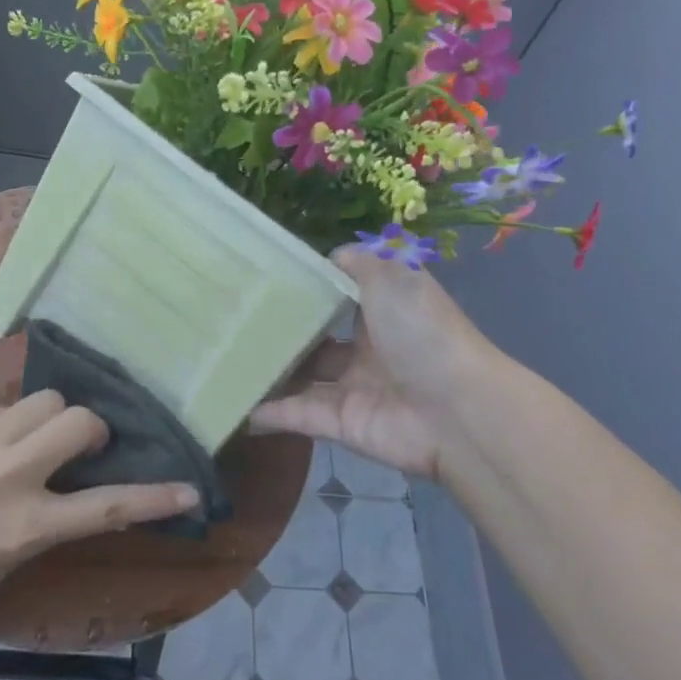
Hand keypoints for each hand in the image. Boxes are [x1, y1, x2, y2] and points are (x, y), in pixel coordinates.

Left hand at [0, 391, 200, 624]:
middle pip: (79, 420)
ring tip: (26, 439)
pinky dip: (3, 422)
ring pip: (43, 399)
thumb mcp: (4, 563)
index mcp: (27, 525)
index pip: (107, 507)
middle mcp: (10, 473)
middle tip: (78, 444)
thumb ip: (45, 522)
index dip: (155, 498)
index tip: (188, 490)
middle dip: (90, 427)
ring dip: (48, 418)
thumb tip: (73, 490)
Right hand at [250, 248, 493, 482]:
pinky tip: (233, 403)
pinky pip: (296, 414)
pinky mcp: (340, 424)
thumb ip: (360, 263)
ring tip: (225, 359)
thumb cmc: (422, 332)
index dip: (310, 289)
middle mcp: (368, 349)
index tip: (266, 279)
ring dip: (271, 372)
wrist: (455, 411)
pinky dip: (267, 412)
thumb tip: (331, 256)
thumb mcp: (393, 277)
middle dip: (284, 333)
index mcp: (384, 312)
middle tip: (234, 321)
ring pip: (303, 378)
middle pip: (317, 340)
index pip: (341, 297)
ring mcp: (353, 388)